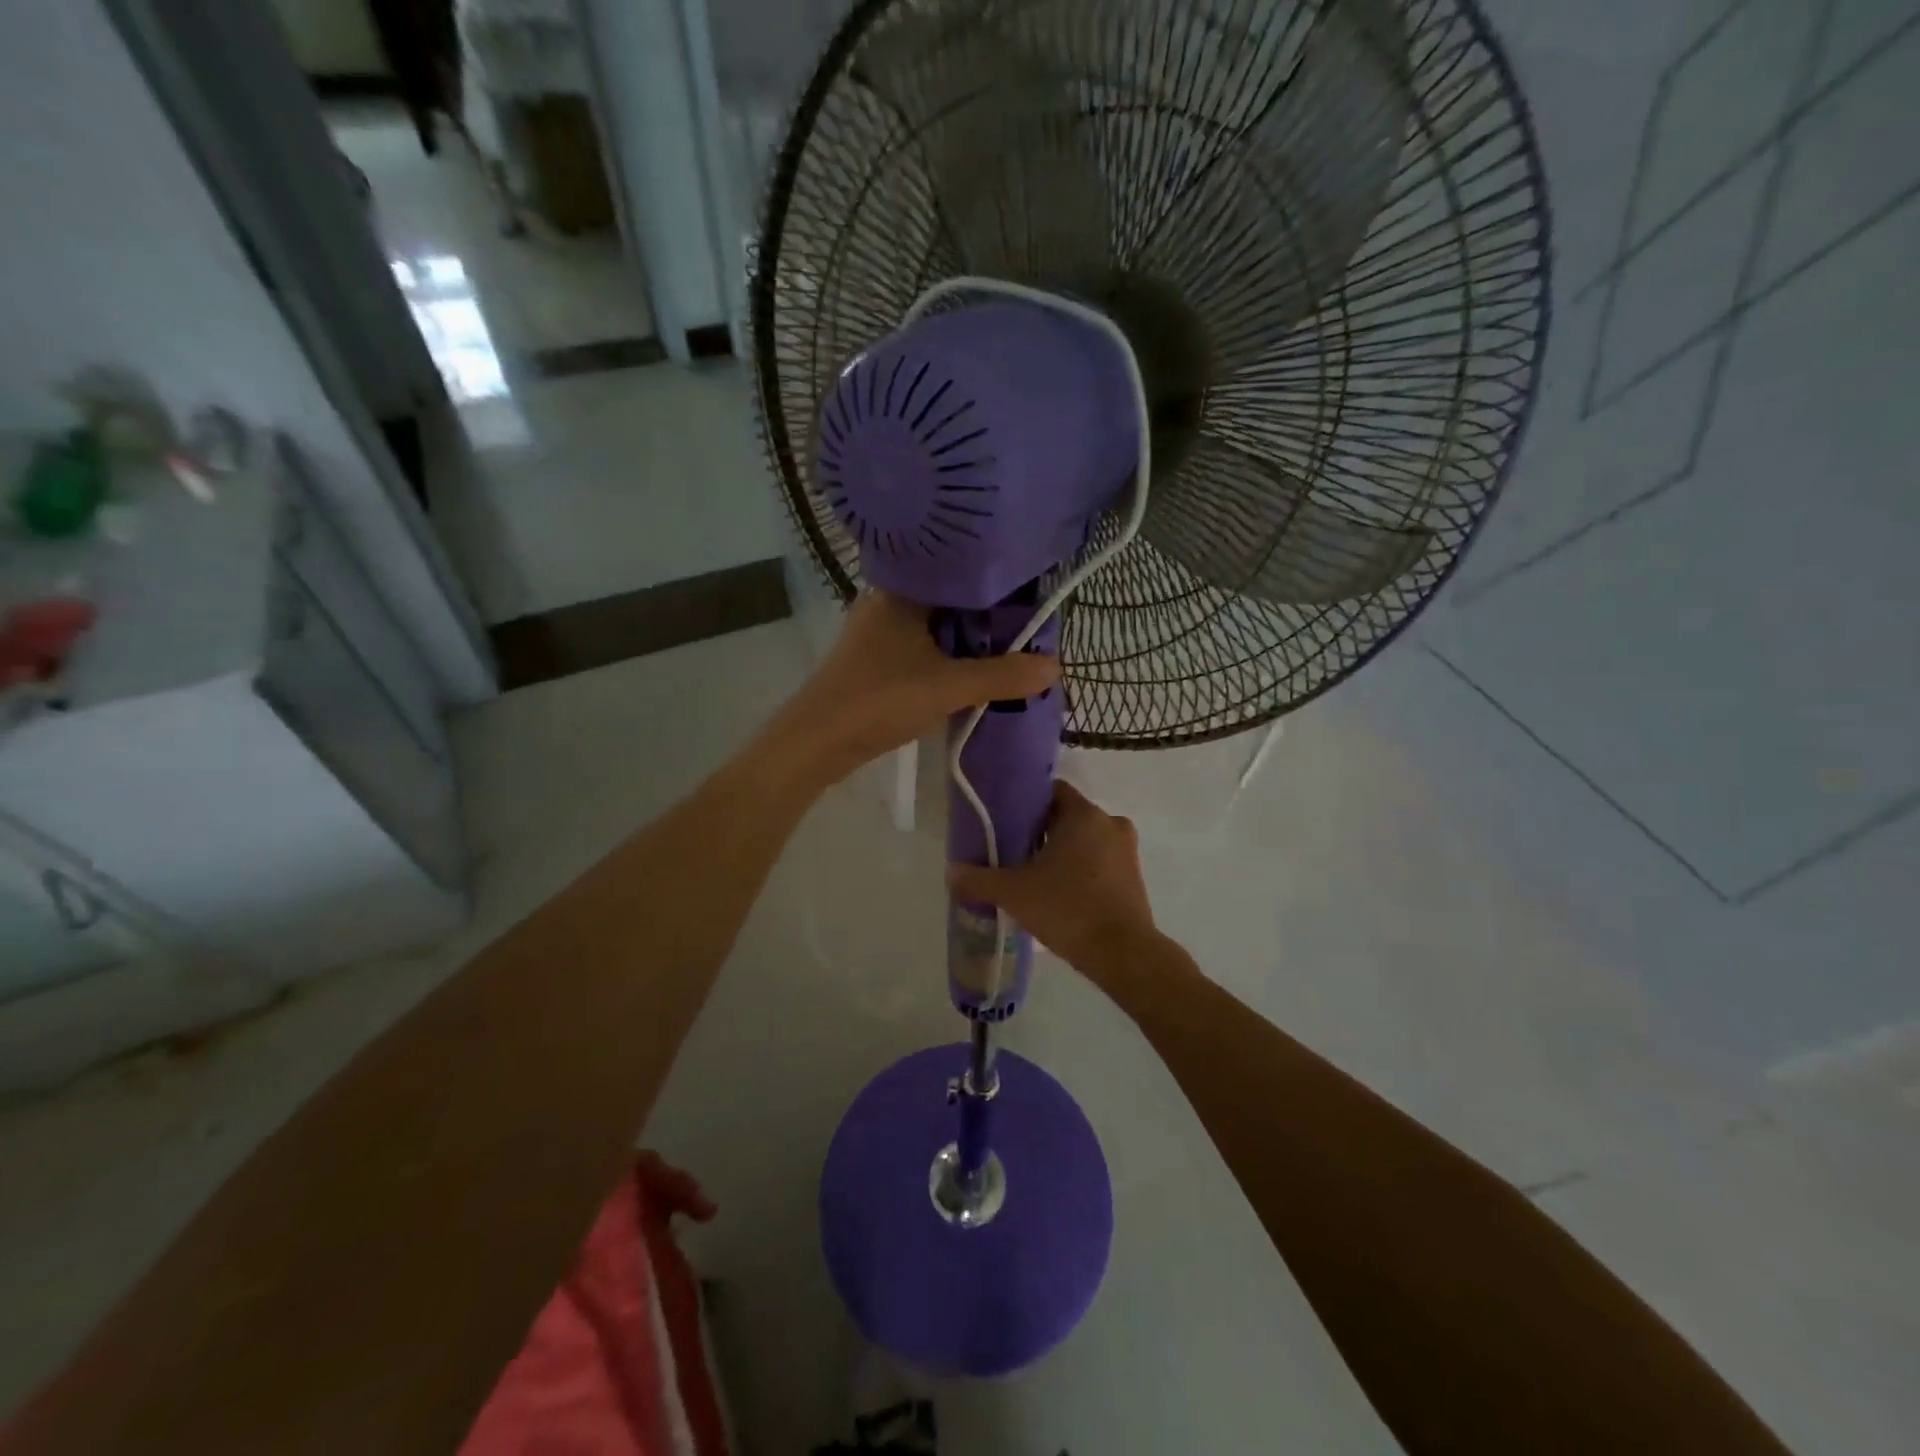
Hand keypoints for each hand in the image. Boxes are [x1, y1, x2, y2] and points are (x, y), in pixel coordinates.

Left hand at [779, 590, 1058, 782]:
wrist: (817, 742)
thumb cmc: (880, 700)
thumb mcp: (949, 687)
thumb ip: (1003, 676)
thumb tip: (1055, 666)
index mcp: (902, 591)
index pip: (958, 571)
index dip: (996, 584)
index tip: (1032, 596)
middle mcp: (886, 602)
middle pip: (948, 600)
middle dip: (985, 616)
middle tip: (1028, 627)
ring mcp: (876, 632)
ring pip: (934, 626)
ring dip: (966, 639)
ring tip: (1008, 647)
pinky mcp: (873, 660)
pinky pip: (921, 647)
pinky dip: (946, 655)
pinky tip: (969, 669)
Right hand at [948, 779, 1157, 974]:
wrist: (1122, 954)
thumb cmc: (1068, 909)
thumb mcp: (1014, 893)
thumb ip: (979, 879)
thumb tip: (951, 872)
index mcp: (1084, 814)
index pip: (1051, 791)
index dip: (1025, 804)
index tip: (1004, 822)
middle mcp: (1110, 823)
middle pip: (1066, 817)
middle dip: (1040, 832)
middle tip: (1012, 853)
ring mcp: (1126, 851)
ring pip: (1084, 842)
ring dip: (1061, 854)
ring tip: (1032, 877)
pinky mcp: (1134, 878)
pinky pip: (1099, 864)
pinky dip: (1080, 872)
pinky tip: (1059, 895)